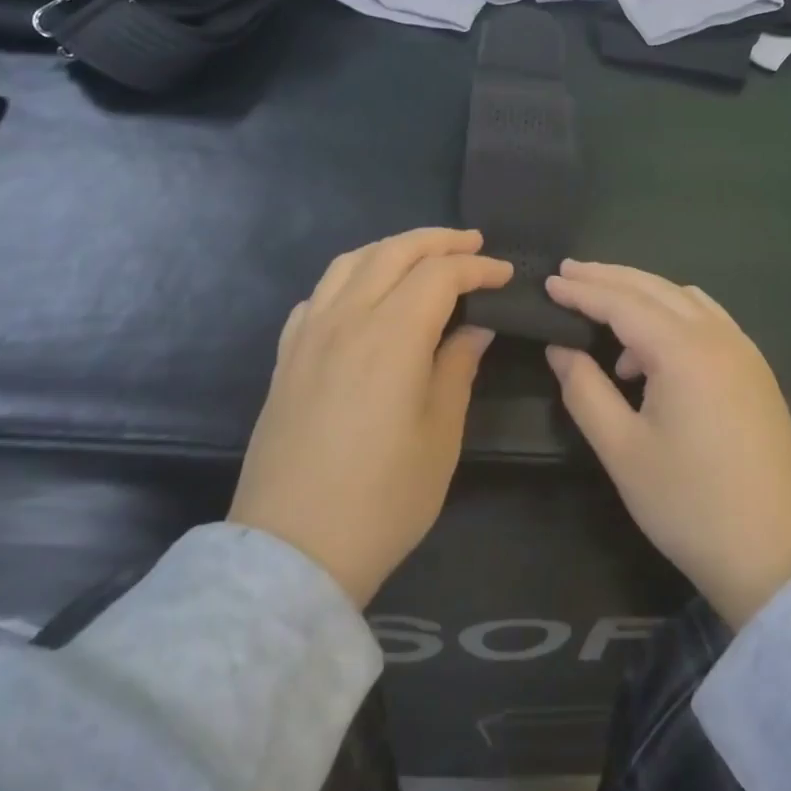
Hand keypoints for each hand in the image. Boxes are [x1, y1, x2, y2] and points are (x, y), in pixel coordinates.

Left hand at [229, 228, 511, 607]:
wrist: (291, 550)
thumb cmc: (382, 499)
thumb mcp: (440, 436)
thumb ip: (457, 368)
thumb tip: (474, 327)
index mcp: (392, 335)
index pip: (440, 275)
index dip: (477, 267)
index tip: (505, 274)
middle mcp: (347, 318)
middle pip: (394, 252)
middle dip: (439, 240)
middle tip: (472, 243)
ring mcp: (309, 333)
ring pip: (351, 262)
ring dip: (392, 248)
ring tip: (421, 256)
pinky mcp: (286, 355)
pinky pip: (319, 293)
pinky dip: (350, 276)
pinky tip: (362, 294)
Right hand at [545, 261, 790, 630]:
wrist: (778, 556)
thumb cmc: (690, 505)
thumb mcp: (622, 451)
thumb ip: (584, 390)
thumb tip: (560, 348)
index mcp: (683, 351)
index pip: (622, 302)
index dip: (582, 290)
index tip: (548, 282)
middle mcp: (717, 335)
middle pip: (653, 288)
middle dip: (608, 277)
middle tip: (568, 273)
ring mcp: (742, 349)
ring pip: (682, 298)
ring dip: (641, 292)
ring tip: (603, 309)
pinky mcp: (754, 369)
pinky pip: (706, 317)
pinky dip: (672, 313)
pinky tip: (653, 344)